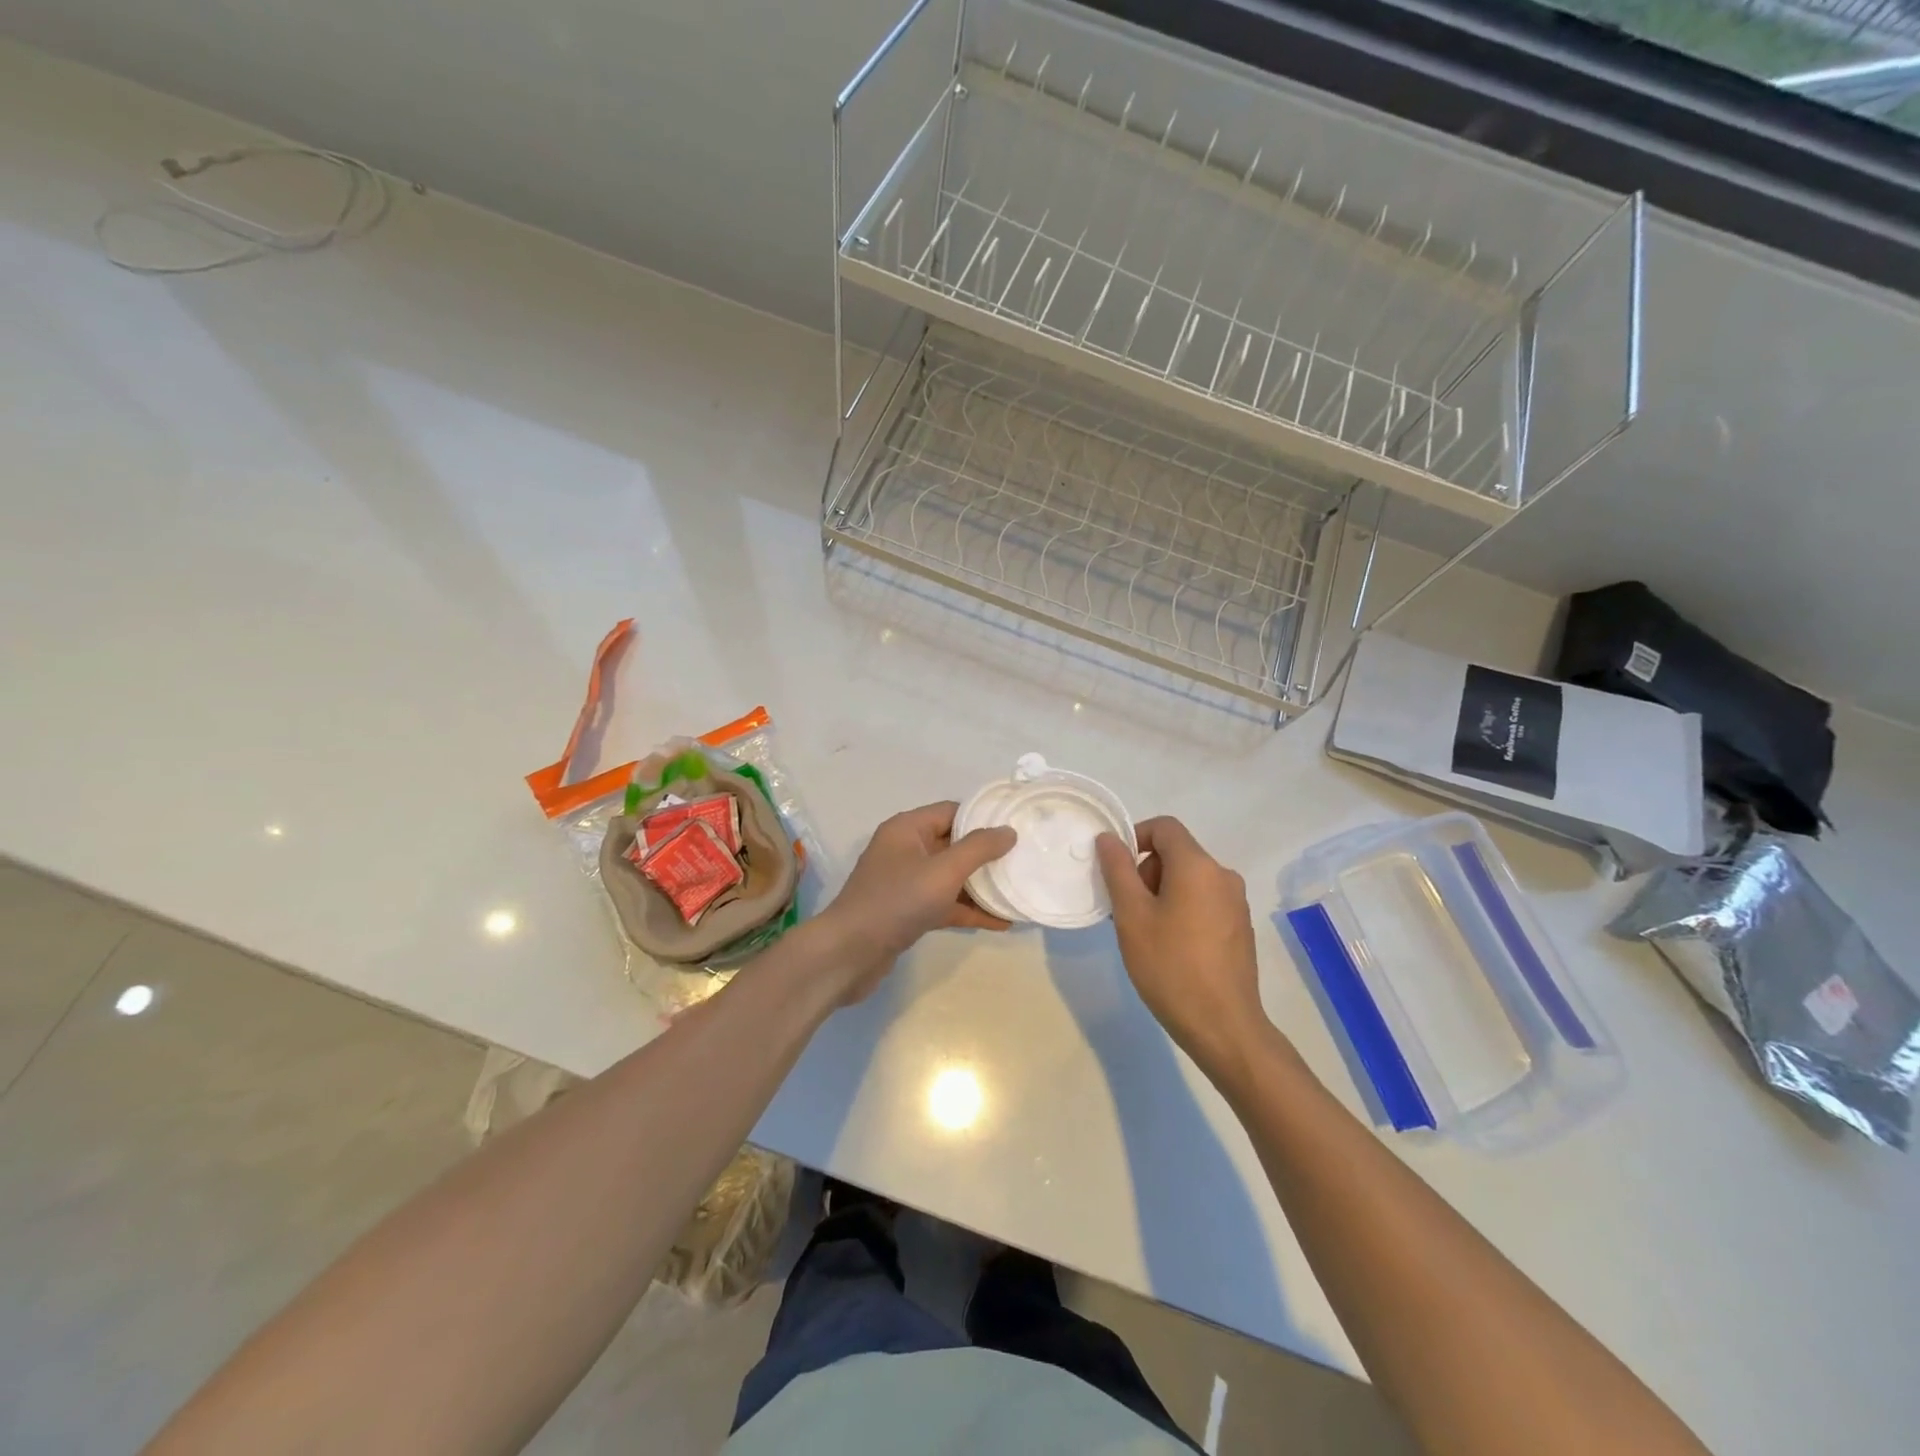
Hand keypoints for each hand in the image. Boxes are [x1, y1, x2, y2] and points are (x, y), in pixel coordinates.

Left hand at [819, 802, 1016, 1002]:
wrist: (849, 954)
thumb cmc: (897, 902)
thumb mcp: (943, 871)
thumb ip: (978, 849)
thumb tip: (1008, 831)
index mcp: (907, 829)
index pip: (952, 812)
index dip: (984, 817)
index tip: (1017, 827)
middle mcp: (905, 849)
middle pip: (953, 844)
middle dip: (987, 854)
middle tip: (1024, 860)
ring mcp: (905, 882)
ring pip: (951, 876)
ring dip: (981, 885)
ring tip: (1018, 891)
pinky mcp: (908, 911)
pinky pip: (944, 902)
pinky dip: (969, 909)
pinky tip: (1001, 922)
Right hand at [1095, 817, 1270, 1081]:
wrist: (1223, 1026)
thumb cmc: (1170, 966)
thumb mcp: (1132, 916)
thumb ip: (1118, 870)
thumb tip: (1109, 838)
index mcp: (1198, 866)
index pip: (1164, 827)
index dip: (1135, 837)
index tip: (1116, 871)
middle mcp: (1223, 876)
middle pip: (1177, 853)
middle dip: (1146, 872)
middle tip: (1127, 910)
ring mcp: (1236, 903)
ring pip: (1190, 879)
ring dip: (1162, 893)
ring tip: (1145, 932)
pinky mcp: (1240, 928)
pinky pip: (1205, 901)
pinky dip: (1183, 909)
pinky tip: (1171, 948)